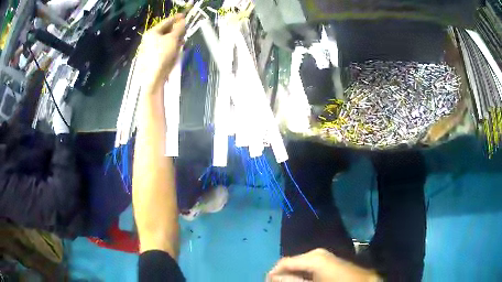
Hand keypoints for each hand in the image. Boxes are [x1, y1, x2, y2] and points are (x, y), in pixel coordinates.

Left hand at [137, 14, 185, 88]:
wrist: (153, 77)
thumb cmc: (162, 54)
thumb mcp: (172, 39)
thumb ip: (179, 28)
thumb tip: (183, 21)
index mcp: (152, 32)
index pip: (166, 21)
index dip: (176, 18)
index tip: (185, 15)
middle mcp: (149, 39)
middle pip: (165, 30)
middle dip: (176, 29)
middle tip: (185, 29)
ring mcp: (151, 48)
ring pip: (166, 39)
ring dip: (175, 38)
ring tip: (182, 40)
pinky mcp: (153, 57)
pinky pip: (164, 48)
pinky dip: (171, 46)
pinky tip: (177, 49)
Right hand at [267, 249, 379, 281]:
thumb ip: (291, 281)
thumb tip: (273, 277)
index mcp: (312, 257)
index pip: (284, 262)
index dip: (273, 274)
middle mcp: (316, 253)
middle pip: (291, 263)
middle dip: (282, 275)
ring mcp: (322, 256)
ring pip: (299, 265)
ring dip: (291, 276)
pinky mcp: (327, 261)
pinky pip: (308, 267)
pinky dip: (301, 275)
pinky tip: (300, 281)